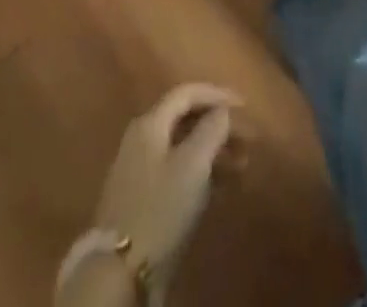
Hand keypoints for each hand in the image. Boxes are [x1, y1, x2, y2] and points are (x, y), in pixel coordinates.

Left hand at [92, 83, 241, 289]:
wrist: (119, 273)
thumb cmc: (160, 208)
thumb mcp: (193, 163)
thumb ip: (212, 128)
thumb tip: (222, 110)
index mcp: (150, 123)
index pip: (187, 93)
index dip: (217, 94)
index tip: (245, 106)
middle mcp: (141, 139)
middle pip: (186, 120)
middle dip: (219, 126)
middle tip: (247, 141)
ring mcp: (138, 171)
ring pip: (183, 148)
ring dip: (213, 152)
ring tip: (241, 167)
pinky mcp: (141, 200)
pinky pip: (177, 172)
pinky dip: (200, 173)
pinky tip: (220, 189)